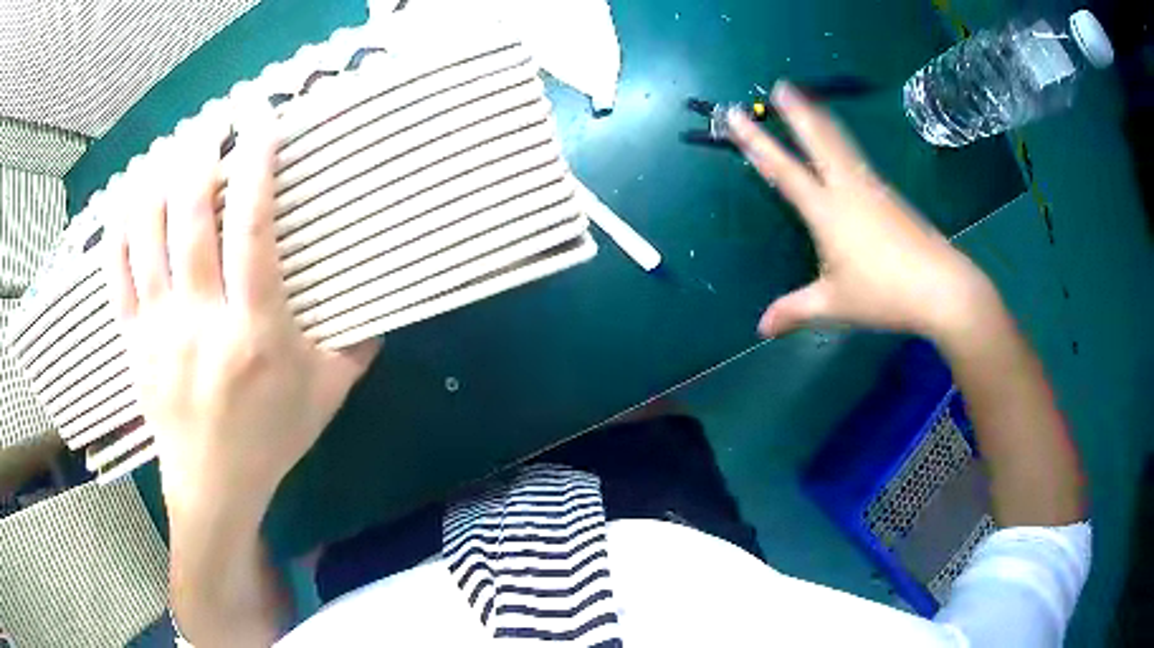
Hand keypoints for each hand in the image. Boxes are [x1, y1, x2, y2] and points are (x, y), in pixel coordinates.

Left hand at [107, 118, 380, 514]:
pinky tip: (129, 204)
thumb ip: (355, 344)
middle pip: (191, 220)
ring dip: (157, 184)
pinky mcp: (134, 343)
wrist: (214, 486)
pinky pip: (117, 276)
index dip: (255, 170)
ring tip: (170, 155)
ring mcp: (160, 330)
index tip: (260, 126)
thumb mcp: (327, 395)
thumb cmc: (271, 438)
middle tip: (211, 126)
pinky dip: (119, 233)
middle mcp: (202, 321)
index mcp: (255, 332)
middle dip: (200, 159)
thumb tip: (381, 300)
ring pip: (147, 238)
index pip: (252, 232)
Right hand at [727, 81, 996, 340]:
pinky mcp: (890, 195)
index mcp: (827, 210)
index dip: (756, 141)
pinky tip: (843, 147)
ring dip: (820, 119)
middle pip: (818, 139)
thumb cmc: (884, 293)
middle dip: (796, 111)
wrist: (941, 286)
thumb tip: (761, 329)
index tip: (737, 114)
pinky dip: (841, 141)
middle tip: (781, 85)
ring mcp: (872, 188)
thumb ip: (795, 311)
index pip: (783, 169)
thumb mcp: (834, 305)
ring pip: (841, 143)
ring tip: (808, 101)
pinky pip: (857, 158)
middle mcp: (848, 188)